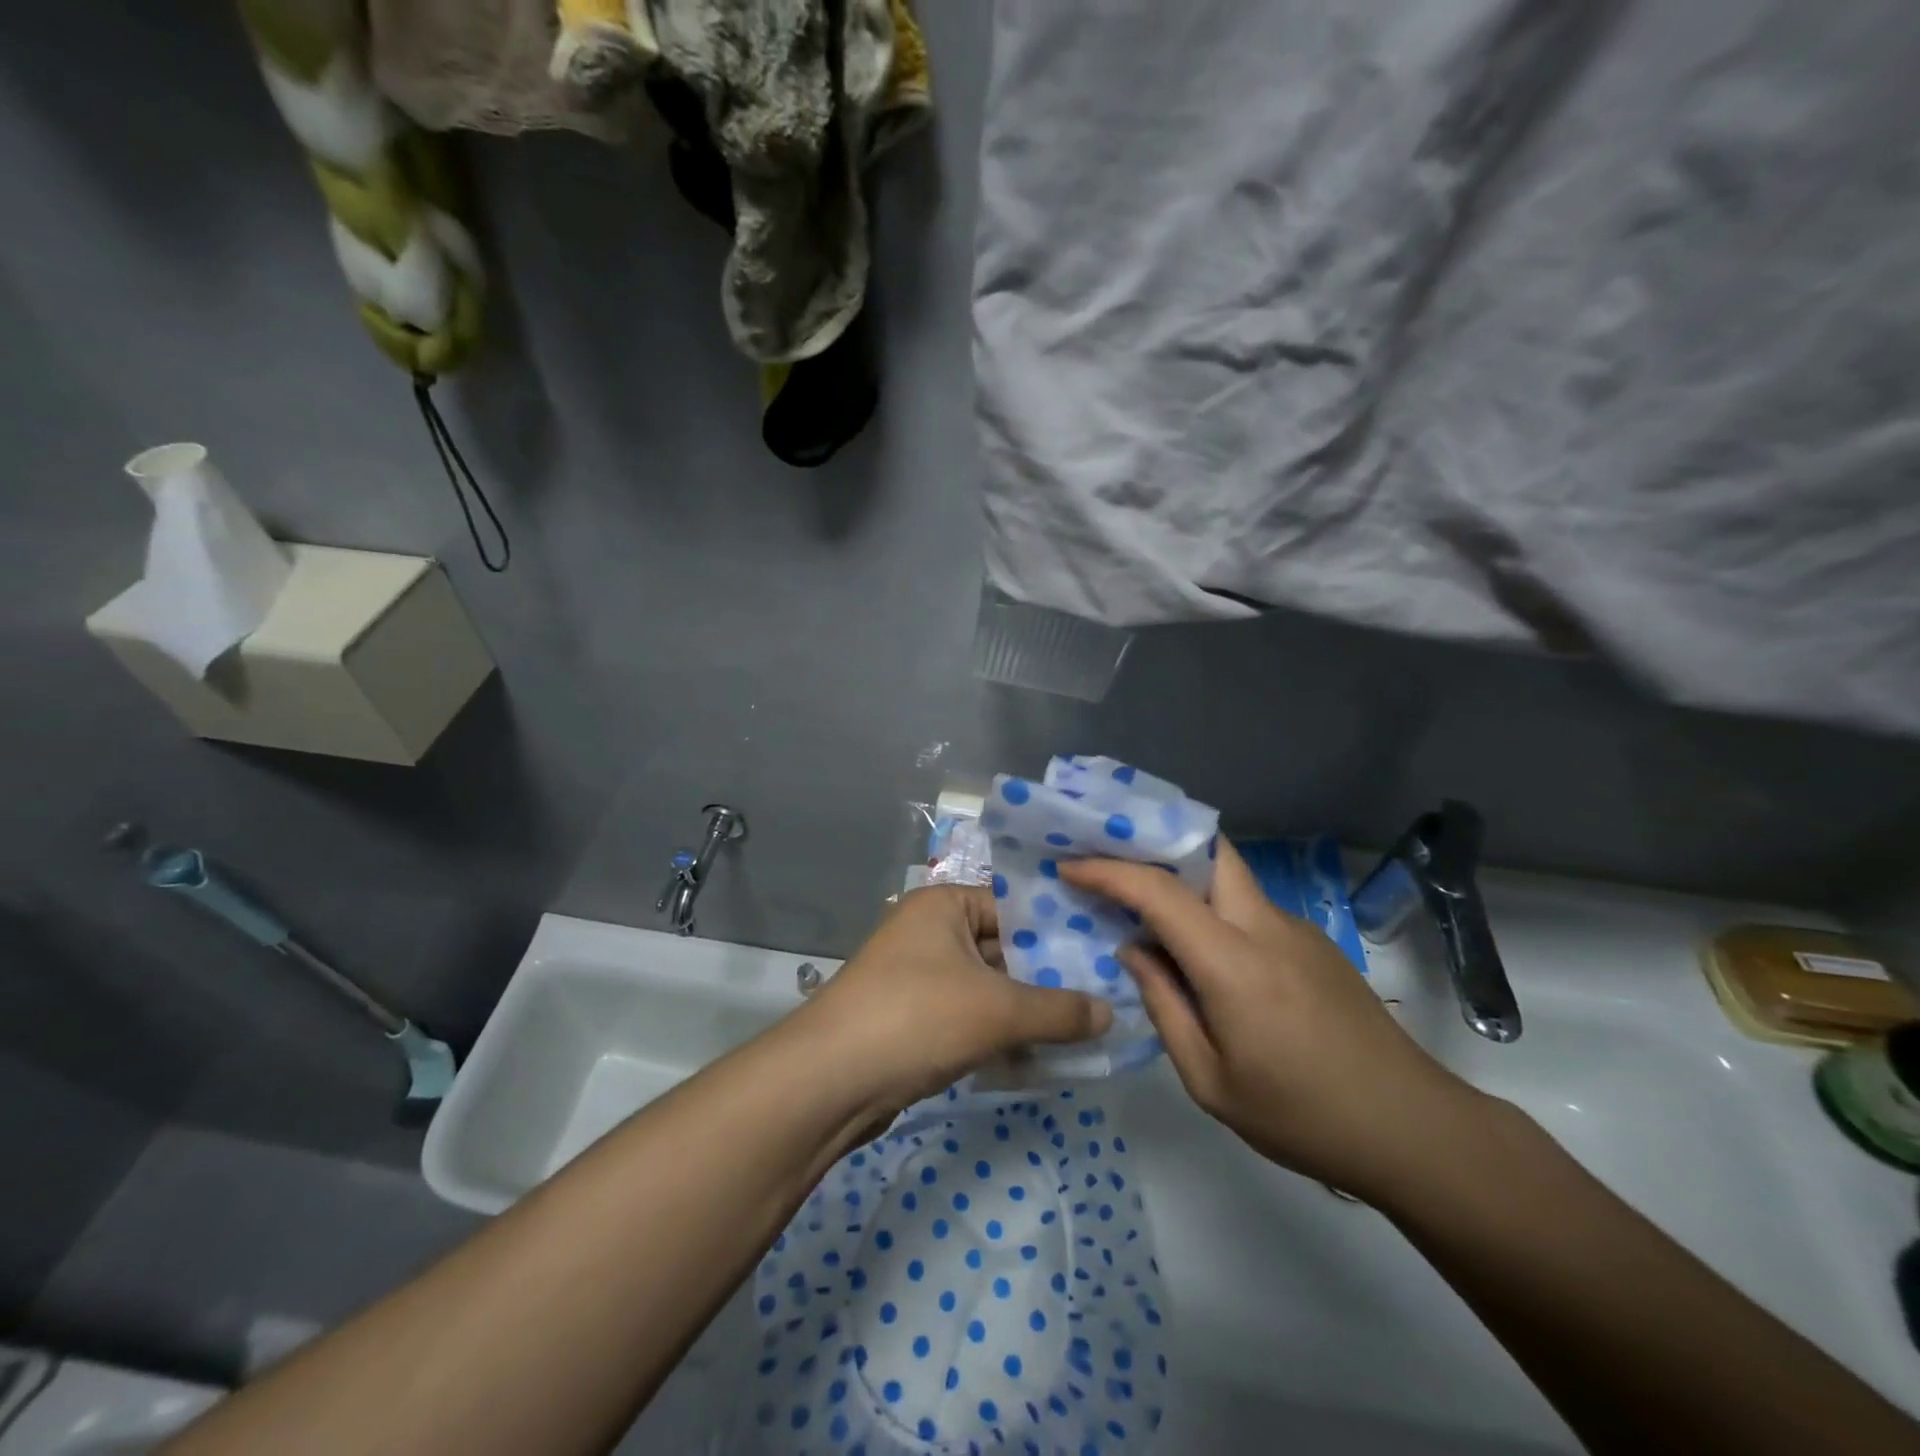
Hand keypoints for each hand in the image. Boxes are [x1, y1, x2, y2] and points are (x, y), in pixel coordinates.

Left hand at [803, 885, 1113, 1112]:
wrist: (828, 1081)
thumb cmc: (917, 1017)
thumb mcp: (997, 1010)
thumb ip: (1058, 1010)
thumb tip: (1110, 1014)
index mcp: (944, 905)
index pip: (1015, 906)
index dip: (1059, 931)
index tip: (1104, 952)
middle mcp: (930, 932)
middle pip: (1004, 949)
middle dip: (1048, 978)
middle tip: (1106, 996)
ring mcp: (920, 977)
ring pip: (989, 988)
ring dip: (1028, 1012)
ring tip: (1085, 1031)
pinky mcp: (914, 1020)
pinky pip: (970, 1018)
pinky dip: (1001, 1035)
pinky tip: (1041, 1058)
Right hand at [1063, 840, 1490, 1203]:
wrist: (1413, 1129)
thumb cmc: (1302, 1116)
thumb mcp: (1210, 1080)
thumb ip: (1164, 1005)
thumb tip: (1134, 950)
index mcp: (1234, 963)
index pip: (1160, 891)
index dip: (1108, 871)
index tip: (1070, 866)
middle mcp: (1266, 927)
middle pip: (1209, 851)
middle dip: (1156, 845)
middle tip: (1112, 864)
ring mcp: (1297, 930)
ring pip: (1229, 877)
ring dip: (1184, 878)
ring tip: (1144, 906)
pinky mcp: (1314, 944)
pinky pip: (1249, 907)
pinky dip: (1214, 909)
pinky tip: (1201, 951)